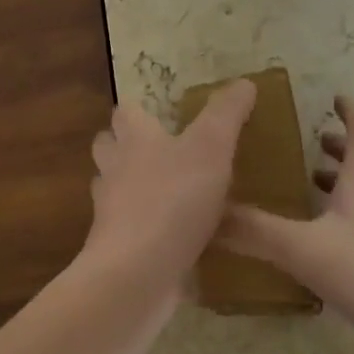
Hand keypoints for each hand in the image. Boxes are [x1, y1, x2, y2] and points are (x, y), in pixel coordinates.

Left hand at [83, 81, 257, 291]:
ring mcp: (112, 213)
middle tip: (161, 150)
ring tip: (169, 191)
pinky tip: (173, 236)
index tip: (161, 111)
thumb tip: (244, 82)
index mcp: (134, 140)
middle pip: (109, 147)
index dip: (140, 109)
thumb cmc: (174, 199)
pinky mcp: (119, 248)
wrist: (138, 271)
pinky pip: (130, 229)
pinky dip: (146, 228)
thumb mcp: (211, 147)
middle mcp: (115, 171)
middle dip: (126, 145)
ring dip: (134, 187)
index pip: (126, 112)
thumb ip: (226, 114)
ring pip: (115, 189)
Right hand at [222, 95, 353, 353]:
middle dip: (339, 148)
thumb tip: (205, 215)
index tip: (334, 96)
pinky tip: (326, 242)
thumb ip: (255, 231)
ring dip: (342, 183)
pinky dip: (346, 218)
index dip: (349, 110)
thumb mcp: (305, 249)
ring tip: (312, 186)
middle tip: (313, 141)